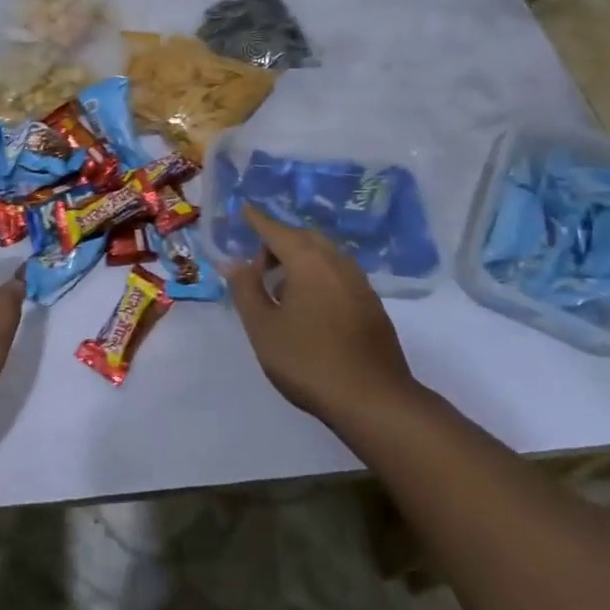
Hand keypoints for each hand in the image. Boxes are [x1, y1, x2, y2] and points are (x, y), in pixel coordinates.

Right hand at [225, 207, 422, 424]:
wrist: (374, 400)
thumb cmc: (308, 361)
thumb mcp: (263, 328)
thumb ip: (246, 290)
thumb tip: (235, 263)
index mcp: (309, 262)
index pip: (277, 231)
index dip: (257, 220)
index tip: (243, 209)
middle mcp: (337, 263)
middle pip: (304, 238)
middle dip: (279, 242)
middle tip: (258, 264)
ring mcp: (360, 284)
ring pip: (325, 256)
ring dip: (300, 260)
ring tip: (280, 288)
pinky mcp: (372, 305)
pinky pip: (338, 274)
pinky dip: (318, 276)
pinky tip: (309, 306)